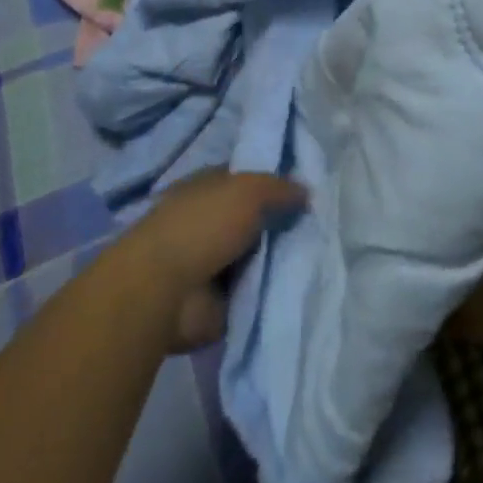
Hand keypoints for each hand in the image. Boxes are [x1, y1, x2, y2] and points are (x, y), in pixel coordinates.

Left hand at [117, 170, 306, 350]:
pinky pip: (253, 292)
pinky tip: (298, 286)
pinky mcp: (217, 302)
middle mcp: (210, 221)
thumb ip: (279, 188)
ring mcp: (212, 263)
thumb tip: (307, 193)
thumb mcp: (249, 190)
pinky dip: (270, 292)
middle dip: (281, 225)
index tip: (306, 193)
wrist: (164, 290)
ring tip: (316, 257)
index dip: (274, 184)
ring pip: (257, 257)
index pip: (247, 180)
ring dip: (278, 260)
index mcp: (209, 186)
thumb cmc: (203, 225)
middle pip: (255, 220)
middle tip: (319, 228)